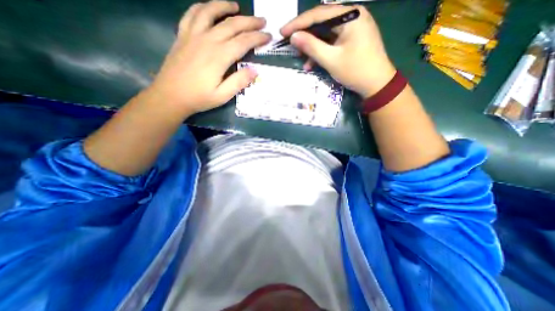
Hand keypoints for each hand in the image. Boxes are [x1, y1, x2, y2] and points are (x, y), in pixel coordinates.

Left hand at [146, 0, 269, 115]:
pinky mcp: (183, 36)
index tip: (268, 36)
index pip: (243, 42)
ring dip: (225, 7)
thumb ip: (239, 82)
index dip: (258, 38)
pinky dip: (202, 7)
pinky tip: (208, 8)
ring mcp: (193, 35)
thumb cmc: (199, 98)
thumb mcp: (223, 96)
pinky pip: (191, 14)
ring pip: (211, 12)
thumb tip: (254, 71)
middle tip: (261, 21)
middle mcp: (208, 40)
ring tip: (236, 7)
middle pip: (232, 25)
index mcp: (219, 57)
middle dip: (249, 22)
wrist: (171, 96)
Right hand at [283, 4, 396, 96]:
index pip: (318, 14)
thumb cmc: (356, 71)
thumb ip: (311, 46)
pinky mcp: (352, 39)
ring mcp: (352, 28)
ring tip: (302, 60)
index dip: (298, 23)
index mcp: (350, 16)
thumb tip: (293, 36)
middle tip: (290, 44)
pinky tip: (313, 64)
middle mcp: (352, 16)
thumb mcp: (331, 60)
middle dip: (305, 36)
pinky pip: (332, 42)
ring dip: (313, 48)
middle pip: (322, 22)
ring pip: (326, 34)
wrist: (377, 84)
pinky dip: (322, 52)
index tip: (282, 32)